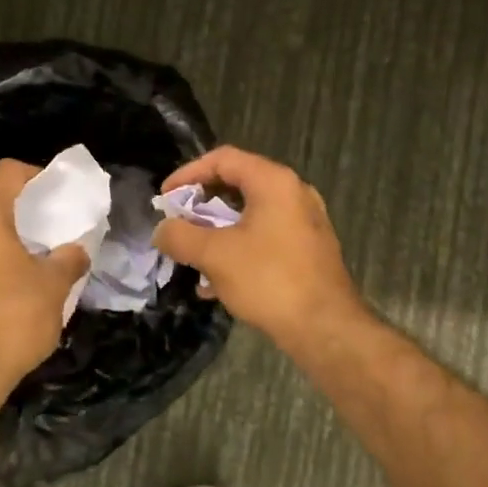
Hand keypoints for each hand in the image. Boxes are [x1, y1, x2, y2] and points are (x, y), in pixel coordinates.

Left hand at [0, 160, 89, 401]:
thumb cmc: (10, 321)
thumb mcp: (53, 287)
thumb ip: (69, 259)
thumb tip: (75, 250)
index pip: (7, 171)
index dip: (38, 175)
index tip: (61, 195)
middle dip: (23, 207)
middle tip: (53, 224)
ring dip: (4, 234)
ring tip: (35, 254)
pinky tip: (10, 283)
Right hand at [151, 145, 365, 347]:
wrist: (325, 328)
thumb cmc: (269, 280)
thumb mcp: (215, 255)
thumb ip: (180, 236)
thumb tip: (162, 230)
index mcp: (274, 182)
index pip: (223, 159)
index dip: (187, 174)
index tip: (165, 199)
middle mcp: (294, 193)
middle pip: (237, 185)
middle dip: (201, 206)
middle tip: (177, 225)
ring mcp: (305, 222)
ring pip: (250, 215)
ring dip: (217, 231)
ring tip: (192, 256)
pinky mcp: (308, 250)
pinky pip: (265, 237)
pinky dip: (238, 248)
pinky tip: (216, 283)